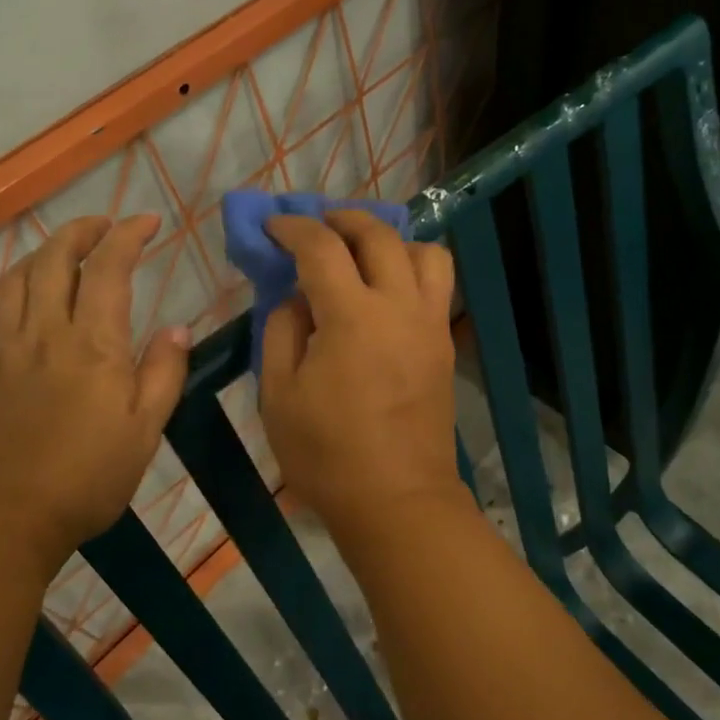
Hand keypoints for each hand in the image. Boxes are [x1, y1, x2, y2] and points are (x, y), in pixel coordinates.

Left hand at [0, 214, 189, 579]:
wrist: (1, 522)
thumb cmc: (86, 479)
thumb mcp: (145, 431)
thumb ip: (163, 373)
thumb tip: (177, 328)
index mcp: (92, 343)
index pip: (108, 267)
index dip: (128, 234)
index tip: (148, 222)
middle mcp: (43, 332)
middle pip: (53, 259)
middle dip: (81, 231)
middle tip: (104, 226)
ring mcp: (3, 351)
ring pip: (14, 281)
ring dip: (40, 255)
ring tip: (61, 256)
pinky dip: (4, 302)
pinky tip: (15, 312)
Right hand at [259, 211, 465, 531]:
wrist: (397, 501)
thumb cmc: (327, 455)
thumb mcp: (278, 394)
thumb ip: (281, 331)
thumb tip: (296, 297)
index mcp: (352, 317)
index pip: (321, 248)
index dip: (293, 228)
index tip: (274, 226)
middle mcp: (398, 307)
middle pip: (379, 235)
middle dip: (343, 218)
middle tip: (317, 224)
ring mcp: (429, 324)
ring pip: (424, 252)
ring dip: (390, 240)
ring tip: (363, 253)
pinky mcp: (445, 345)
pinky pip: (437, 285)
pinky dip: (412, 269)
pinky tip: (386, 290)